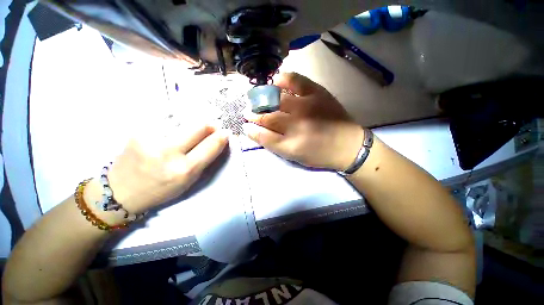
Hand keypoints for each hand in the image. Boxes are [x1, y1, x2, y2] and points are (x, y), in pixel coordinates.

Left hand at [86, 123, 228, 217]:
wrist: (120, 191)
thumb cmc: (161, 189)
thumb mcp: (189, 181)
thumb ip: (205, 159)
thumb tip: (218, 140)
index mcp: (184, 169)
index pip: (211, 145)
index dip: (222, 136)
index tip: (226, 132)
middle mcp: (168, 151)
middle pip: (199, 126)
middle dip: (210, 125)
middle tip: (212, 128)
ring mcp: (151, 137)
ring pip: (184, 119)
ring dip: (193, 123)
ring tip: (190, 131)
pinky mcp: (139, 128)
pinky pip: (167, 118)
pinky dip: (177, 121)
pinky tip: (173, 129)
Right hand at [243, 72, 363, 170]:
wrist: (348, 146)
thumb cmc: (320, 154)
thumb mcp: (295, 157)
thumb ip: (275, 145)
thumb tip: (257, 131)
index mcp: (290, 145)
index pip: (262, 135)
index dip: (251, 130)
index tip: (246, 126)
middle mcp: (296, 125)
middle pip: (267, 117)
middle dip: (253, 114)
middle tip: (248, 112)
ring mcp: (306, 107)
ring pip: (276, 100)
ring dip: (262, 99)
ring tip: (257, 99)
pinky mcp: (317, 93)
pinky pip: (295, 80)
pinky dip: (282, 79)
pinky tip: (275, 82)